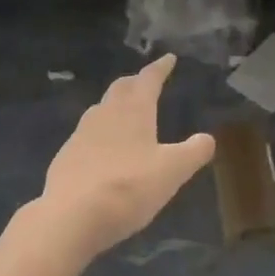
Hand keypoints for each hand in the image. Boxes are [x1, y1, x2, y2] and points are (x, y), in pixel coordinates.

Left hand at [33, 55, 215, 263]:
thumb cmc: (127, 187)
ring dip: (116, 105)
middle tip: (146, 82)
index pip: (149, 78)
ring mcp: (82, 133)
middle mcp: (106, 113)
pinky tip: (104, 150)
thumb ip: (193, 153)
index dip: (160, 67)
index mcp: (134, 109)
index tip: (168, 58)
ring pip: (102, 108)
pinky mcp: (66, 156)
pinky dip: (101, 133)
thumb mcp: (171, 172)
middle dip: (136, 82)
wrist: (68, 217)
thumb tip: (208, 138)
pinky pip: (87, 134)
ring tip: (126, 113)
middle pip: (122, 88)